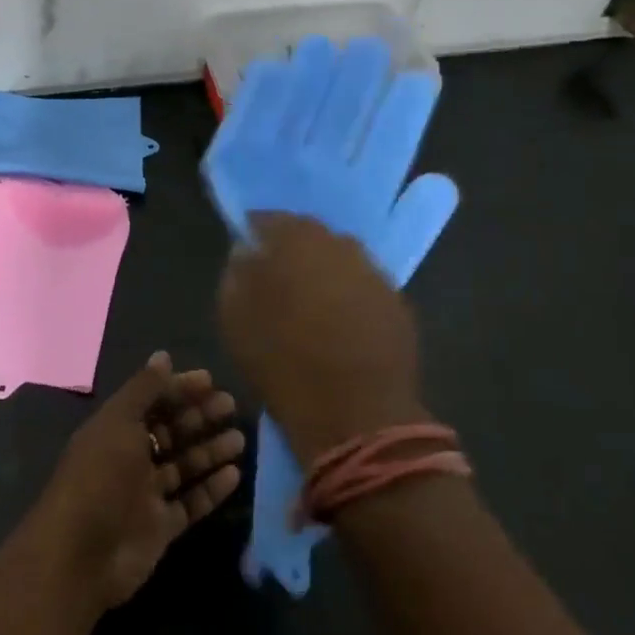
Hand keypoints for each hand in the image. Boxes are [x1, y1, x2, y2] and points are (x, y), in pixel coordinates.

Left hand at [36, 353, 244, 612]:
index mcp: (115, 429)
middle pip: (170, 431)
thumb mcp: (119, 423)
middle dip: (199, 417)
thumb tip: (163, 355)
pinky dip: (211, 489)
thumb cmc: (100, 477)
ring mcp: (145, 494)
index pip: (152, 401)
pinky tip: (235, 475)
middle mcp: (130, 458)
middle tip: (231, 406)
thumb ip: (144, 389)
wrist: (81, 556)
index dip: (179, 389)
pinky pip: (191, 502)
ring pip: (184, 466)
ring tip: (240, 439)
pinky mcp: (160, 527)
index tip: (211, 381)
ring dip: (210, 451)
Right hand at [218, 213, 428, 459]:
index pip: (269, 220)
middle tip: (277, 281)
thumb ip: (237, 274)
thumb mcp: (235, 318)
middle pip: (311, 238)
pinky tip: (341, 328)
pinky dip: (351, 300)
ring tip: (311, 308)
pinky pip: (365, 291)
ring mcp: (375, 274)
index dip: (255, 233)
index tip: (246, 251)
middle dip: (293, 252)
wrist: (355, 414)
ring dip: (325, 276)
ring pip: (342, 263)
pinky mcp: (399, 305)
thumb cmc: (282, 360)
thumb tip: (247, 253)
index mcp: (297, 240)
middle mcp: (341, 245)